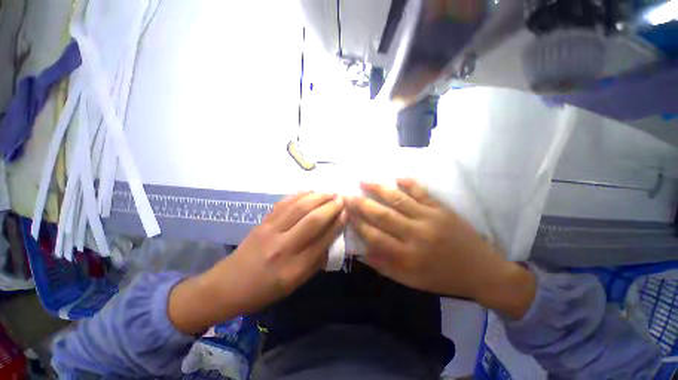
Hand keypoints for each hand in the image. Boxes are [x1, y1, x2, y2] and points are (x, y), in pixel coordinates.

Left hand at [169, 192, 346, 333]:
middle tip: (342, 199)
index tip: (347, 213)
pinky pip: (284, 203)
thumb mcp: (296, 283)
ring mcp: (271, 231)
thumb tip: (332, 237)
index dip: (337, 224)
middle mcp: (283, 247)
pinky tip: (309, 191)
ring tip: (330, 192)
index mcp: (294, 268)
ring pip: (299, 208)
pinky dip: (299, 195)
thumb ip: (316, 260)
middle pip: (312, 220)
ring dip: (317, 197)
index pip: (323, 240)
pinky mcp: (263, 222)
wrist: (229, 285)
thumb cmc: (266, 289)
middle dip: (330, 207)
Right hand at [346, 179, 535, 318]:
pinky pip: (422, 193)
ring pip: (399, 200)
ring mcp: (430, 218)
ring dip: (379, 189)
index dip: (358, 224)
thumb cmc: (442, 278)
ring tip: (364, 181)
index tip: (346, 214)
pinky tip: (397, 177)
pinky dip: (409, 183)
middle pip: (383, 215)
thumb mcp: (412, 281)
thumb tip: (362, 252)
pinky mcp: (442, 209)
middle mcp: (416, 235)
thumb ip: (385, 267)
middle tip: (348, 195)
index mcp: (408, 256)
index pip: (375, 237)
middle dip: (362, 204)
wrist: (482, 271)